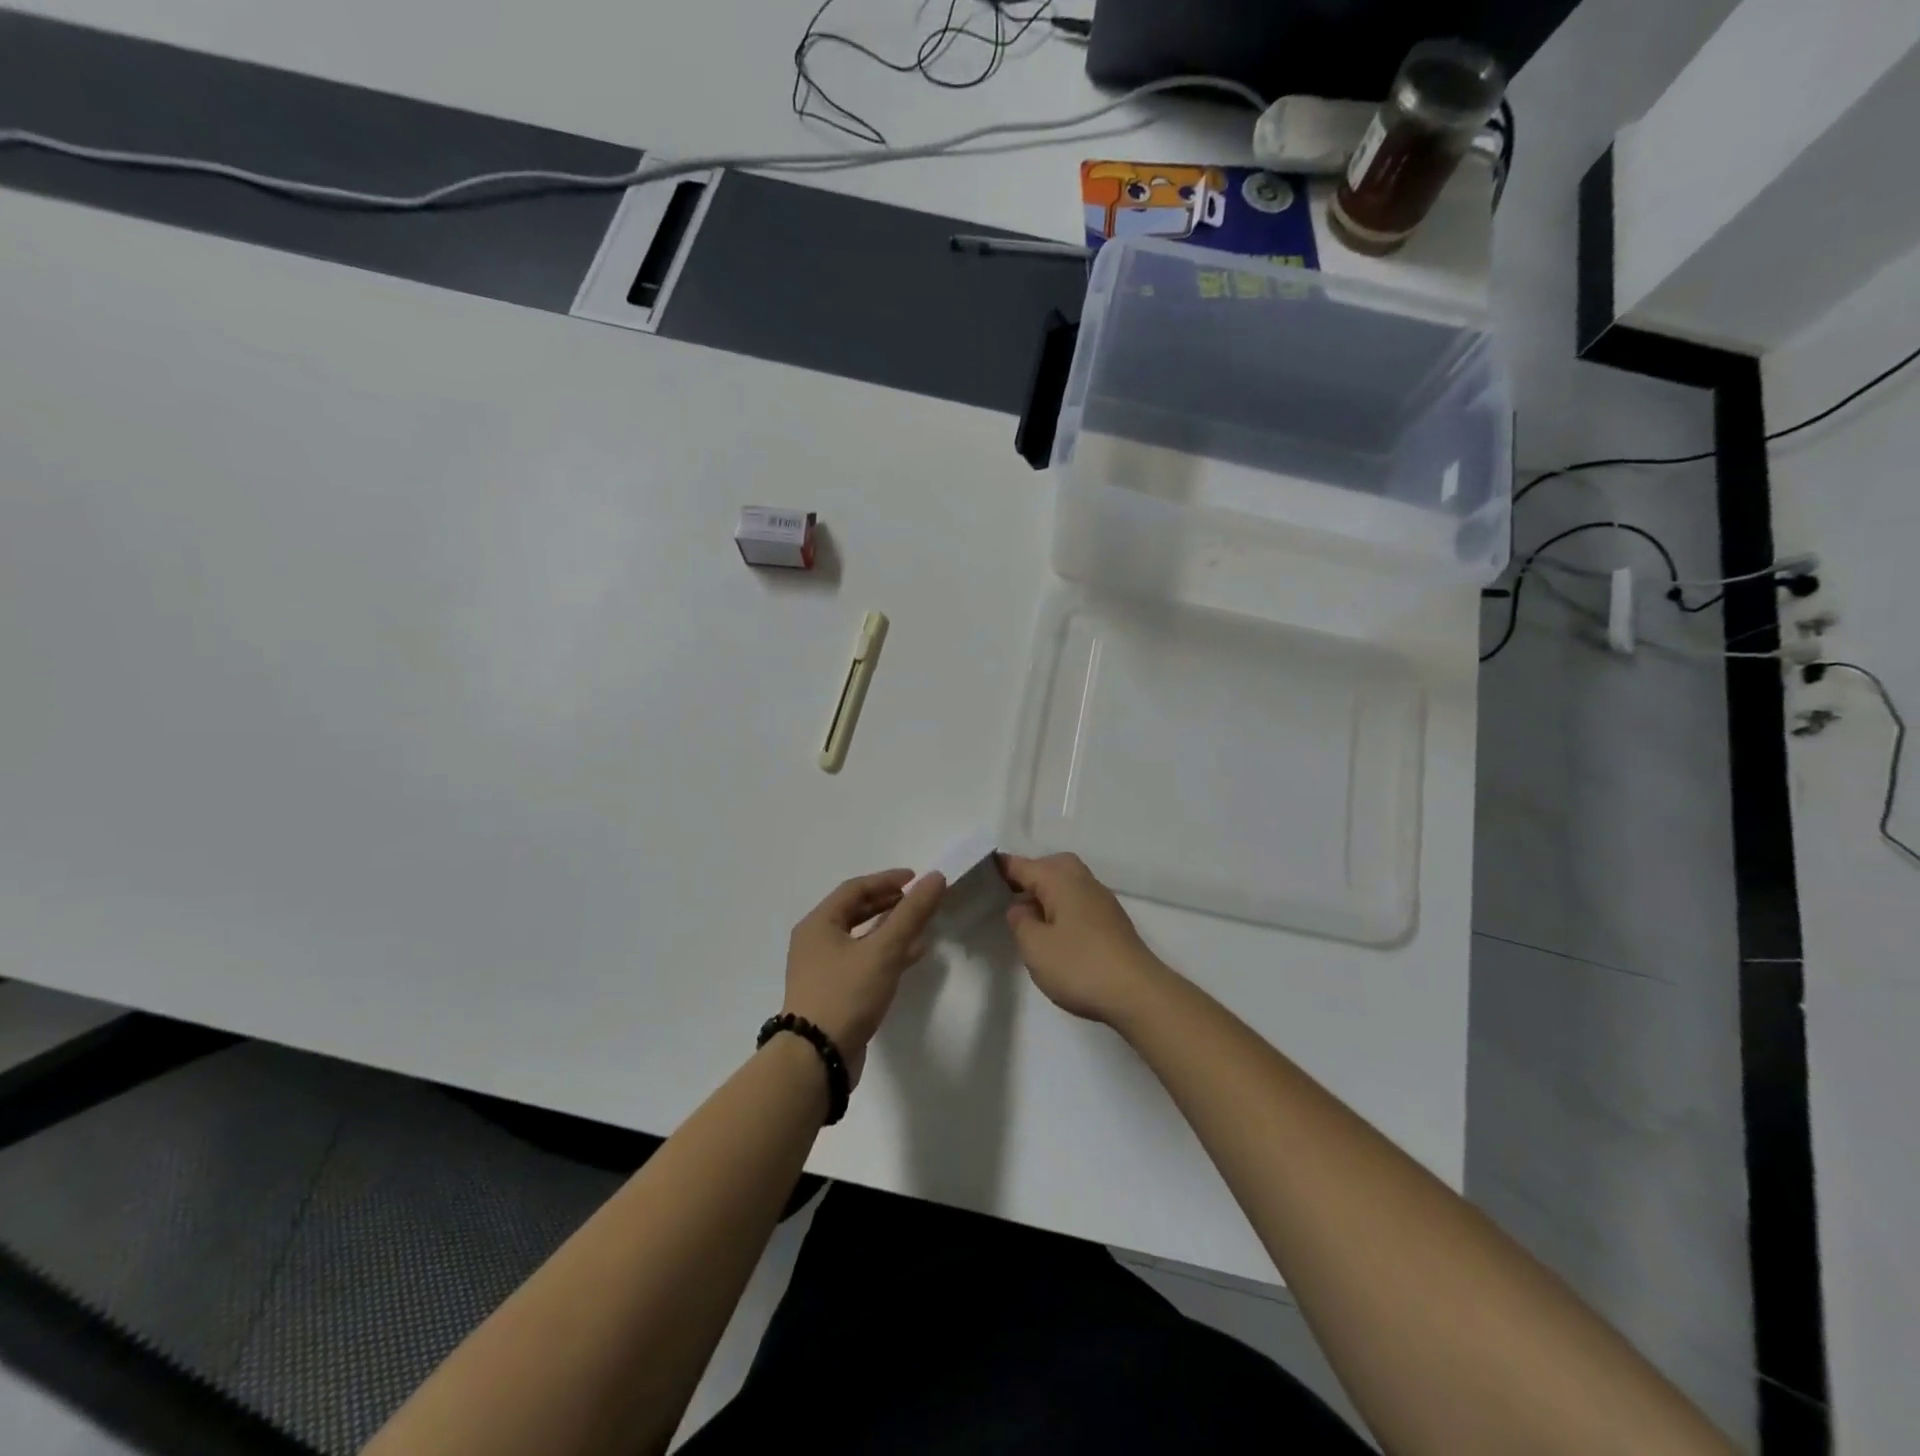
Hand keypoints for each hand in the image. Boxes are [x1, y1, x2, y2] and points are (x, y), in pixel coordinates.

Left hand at [783, 869, 945, 1084]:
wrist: (816, 1059)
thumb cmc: (846, 995)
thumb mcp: (884, 951)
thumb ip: (912, 914)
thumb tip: (936, 877)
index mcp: (818, 924)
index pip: (855, 889)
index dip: (887, 880)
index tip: (916, 879)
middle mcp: (815, 942)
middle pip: (855, 912)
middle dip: (888, 904)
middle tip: (917, 902)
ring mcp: (821, 970)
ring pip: (860, 939)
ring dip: (889, 931)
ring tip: (921, 929)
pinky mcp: (831, 994)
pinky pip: (861, 963)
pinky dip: (884, 955)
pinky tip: (908, 960)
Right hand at [999, 853, 1167, 1025]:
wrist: (1138, 993)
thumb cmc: (1079, 965)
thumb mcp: (1035, 946)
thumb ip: (1020, 921)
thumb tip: (1021, 908)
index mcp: (1061, 880)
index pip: (1023, 865)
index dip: (1001, 868)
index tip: (982, 871)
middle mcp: (1083, 881)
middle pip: (1051, 866)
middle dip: (1030, 876)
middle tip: (1008, 896)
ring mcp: (1102, 901)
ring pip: (1067, 884)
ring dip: (1047, 894)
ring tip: (1028, 919)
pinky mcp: (1112, 922)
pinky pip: (1079, 902)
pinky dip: (1062, 909)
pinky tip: (1055, 934)